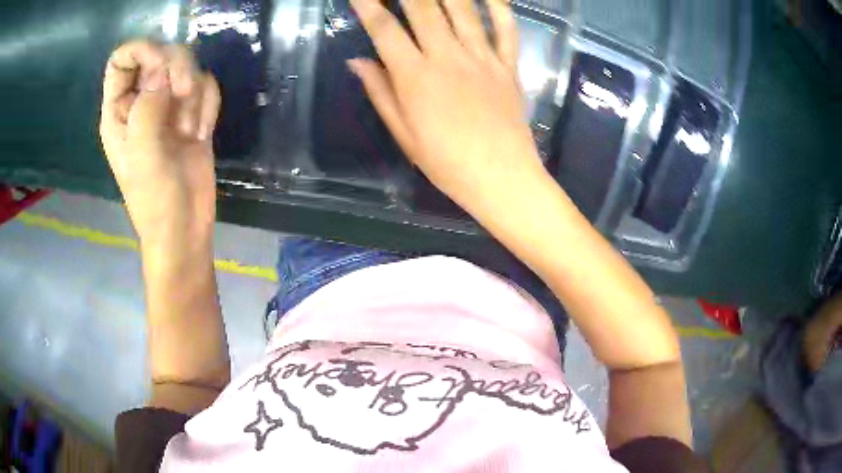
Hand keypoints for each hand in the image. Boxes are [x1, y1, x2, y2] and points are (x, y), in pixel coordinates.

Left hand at [99, 41, 220, 248]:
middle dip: (177, 68)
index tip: (161, 64)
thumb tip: (165, 69)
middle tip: (183, 94)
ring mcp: (168, 107)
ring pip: (188, 67)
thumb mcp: (142, 152)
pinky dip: (208, 106)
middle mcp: (142, 101)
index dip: (142, 51)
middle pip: (161, 55)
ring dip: (194, 94)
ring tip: (190, 129)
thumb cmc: (154, 198)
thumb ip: (148, 105)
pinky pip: (206, 88)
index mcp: (119, 110)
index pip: (123, 60)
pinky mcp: (192, 114)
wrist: (185, 226)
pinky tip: (200, 133)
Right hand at [349, 0, 544, 210]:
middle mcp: (448, 57)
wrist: (501, 177)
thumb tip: (357, 61)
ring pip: (463, 10)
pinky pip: (505, 29)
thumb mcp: (404, 134)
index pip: (385, 29)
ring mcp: (482, 58)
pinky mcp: (508, 65)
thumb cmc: (447, 162)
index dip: (369, 6)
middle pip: (423, 8)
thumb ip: (380, 93)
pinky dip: (498, 8)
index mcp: (416, 76)